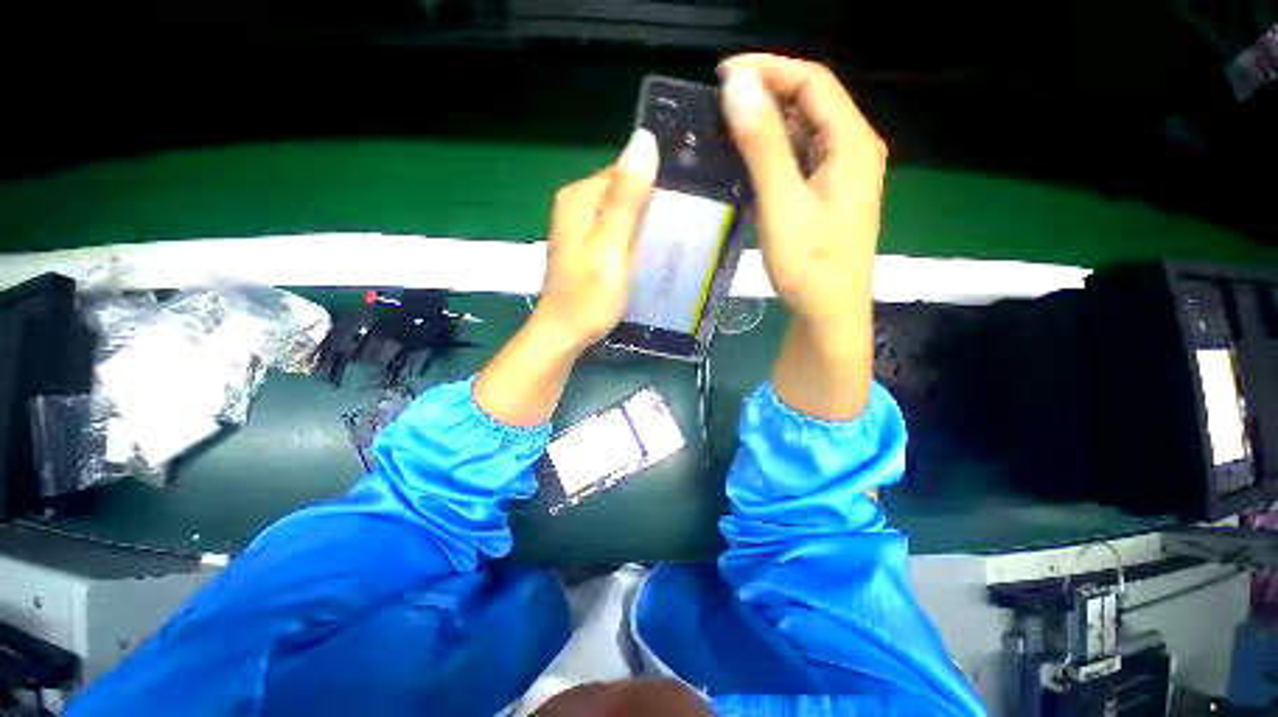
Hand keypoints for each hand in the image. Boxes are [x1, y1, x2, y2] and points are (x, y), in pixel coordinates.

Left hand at [532, 129, 659, 348]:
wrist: (565, 333)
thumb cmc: (589, 295)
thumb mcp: (611, 246)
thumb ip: (627, 198)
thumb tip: (644, 140)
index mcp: (581, 197)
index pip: (626, 171)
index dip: (654, 186)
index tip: (679, 208)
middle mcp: (577, 204)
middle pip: (624, 190)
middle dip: (650, 206)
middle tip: (676, 230)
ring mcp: (580, 226)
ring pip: (623, 211)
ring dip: (644, 223)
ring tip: (669, 242)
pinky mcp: (587, 245)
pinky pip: (617, 230)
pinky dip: (633, 237)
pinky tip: (648, 252)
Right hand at [719, 54, 884, 418]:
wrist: (829, 312)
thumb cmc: (808, 263)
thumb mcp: (782, 202)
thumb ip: (763, 143)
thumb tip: (737, 85)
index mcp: (851, 143)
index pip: (812, 81)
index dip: (769, 68)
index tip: (724, 75)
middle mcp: (853, 149)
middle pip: (811, 102)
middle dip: (766, 94)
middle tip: (720, 104)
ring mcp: (842, 173)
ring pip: (804, 131)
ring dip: (768, 124)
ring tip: (727, 128)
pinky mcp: (828, 194)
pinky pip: (801, 158)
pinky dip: (774, 151)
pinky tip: (749, 161)